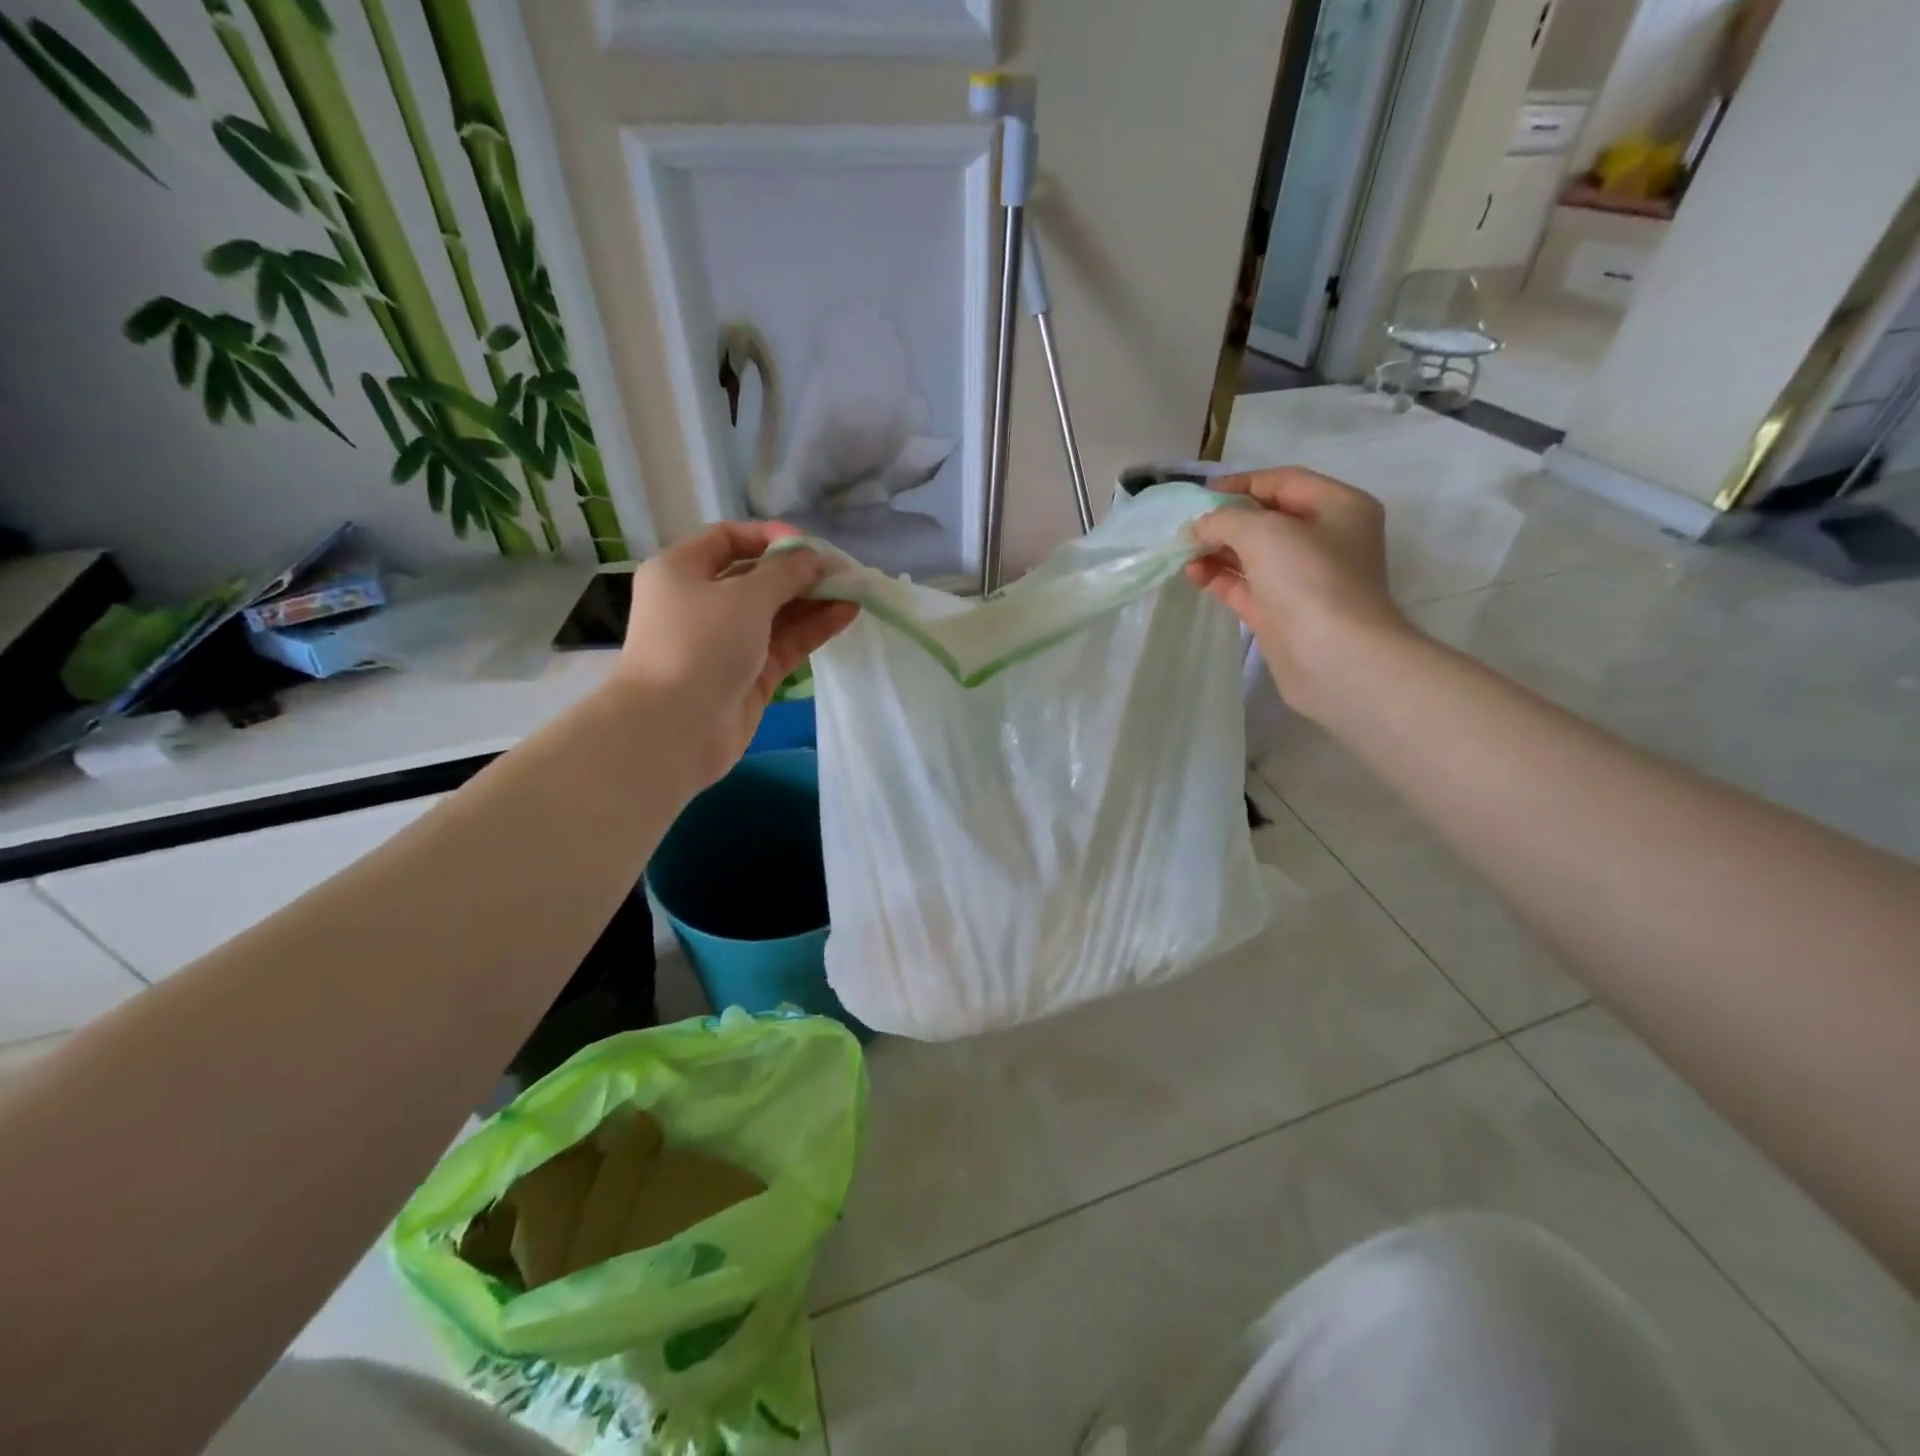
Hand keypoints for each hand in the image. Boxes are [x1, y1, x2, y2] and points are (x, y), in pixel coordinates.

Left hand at [616, 522, 856, 780]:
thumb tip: (814, 559)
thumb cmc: (700, 644)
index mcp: (682, 571)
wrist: (674, 728)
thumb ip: (786, 573)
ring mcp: (726, 642)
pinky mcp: (748, 674)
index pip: (728, 539)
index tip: (808, 546)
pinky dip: (812, 629)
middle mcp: (701, 602)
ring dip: (812, 601)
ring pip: (775, 613)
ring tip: (853, 591)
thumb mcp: (745, 596)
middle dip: (799, 573)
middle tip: (841, 571)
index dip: (770, 538)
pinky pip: (783, 643)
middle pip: (756, 578)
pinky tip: (846, 614)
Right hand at [1186, 467, 1412, 718]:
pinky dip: (1220, 579)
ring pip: (1253, 556)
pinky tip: (1194, 576)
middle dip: (1224, 522)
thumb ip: (1225, 519)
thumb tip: (1201, 526)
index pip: (1283, 482)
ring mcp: (1304, 580)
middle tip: (1186, 529)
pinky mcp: (1283, 613)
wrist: (1335, 658)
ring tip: (1184, 555)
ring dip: (1217, 552)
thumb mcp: (1263, 531)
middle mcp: (1325, 539)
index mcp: (1338, 507)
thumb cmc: (1309, 580)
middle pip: (1266, 519)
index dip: (1240, 484)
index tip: (1199, 496)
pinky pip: (1246, 586)